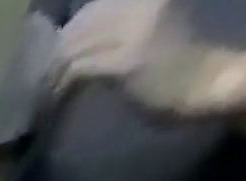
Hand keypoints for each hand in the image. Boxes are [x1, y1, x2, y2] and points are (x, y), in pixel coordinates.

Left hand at [48, 0, 229, 114]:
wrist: (204, 82)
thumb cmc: (170, 66)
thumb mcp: (138, 38)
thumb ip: (108, 36)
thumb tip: (63, 48)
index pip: (89, 11)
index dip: (63, 41)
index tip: (50, 70)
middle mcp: (143, 3)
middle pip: (76, 31)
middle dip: (51, 63)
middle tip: (41, 89)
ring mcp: (137, 28)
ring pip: (72, 51)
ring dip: (51, 80)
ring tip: (46, 100)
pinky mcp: (128, 58)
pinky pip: (77, 70)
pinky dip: (58, 91)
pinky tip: (55, 105)